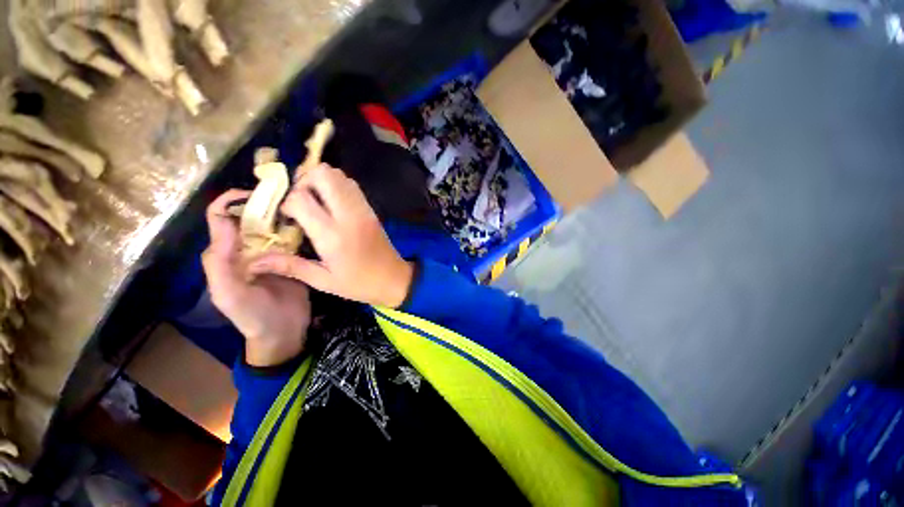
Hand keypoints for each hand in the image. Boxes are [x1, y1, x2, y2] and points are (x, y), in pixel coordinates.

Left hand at [202, 189, 311, 366]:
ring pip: (273, 225)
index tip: (256, 193)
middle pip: (250, 217)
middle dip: (263, 203)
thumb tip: (226, 222)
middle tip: (287, 197)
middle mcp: (247, 248)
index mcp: (227, 254)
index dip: (232, 201)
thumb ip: (220, 263)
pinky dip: (298, 227)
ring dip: (283, 213)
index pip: (221, 218)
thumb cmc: (253, 316)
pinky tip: (310, 222)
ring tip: (301, 205)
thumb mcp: (229, 294)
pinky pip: (293, 238)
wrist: (283, 332)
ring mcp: (272, 252)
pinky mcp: (292, 258)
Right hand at [247, 164, 414, 307]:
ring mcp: (363, 210)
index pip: (301, 199)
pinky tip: (331, 203)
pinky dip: (337, 185)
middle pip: (323, 175)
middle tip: (299, 200)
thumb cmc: (359, 284)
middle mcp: (348, 216)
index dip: (286, 202)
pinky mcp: (371, 210)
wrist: (394, 279)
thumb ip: (290, 266)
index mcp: (333, 235)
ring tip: (314, 200)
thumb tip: (254, 261)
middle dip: (304, 180)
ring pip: (340, 176)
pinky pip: (352, 186)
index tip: (286, 217)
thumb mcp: (323, 280)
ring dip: (321, 180)